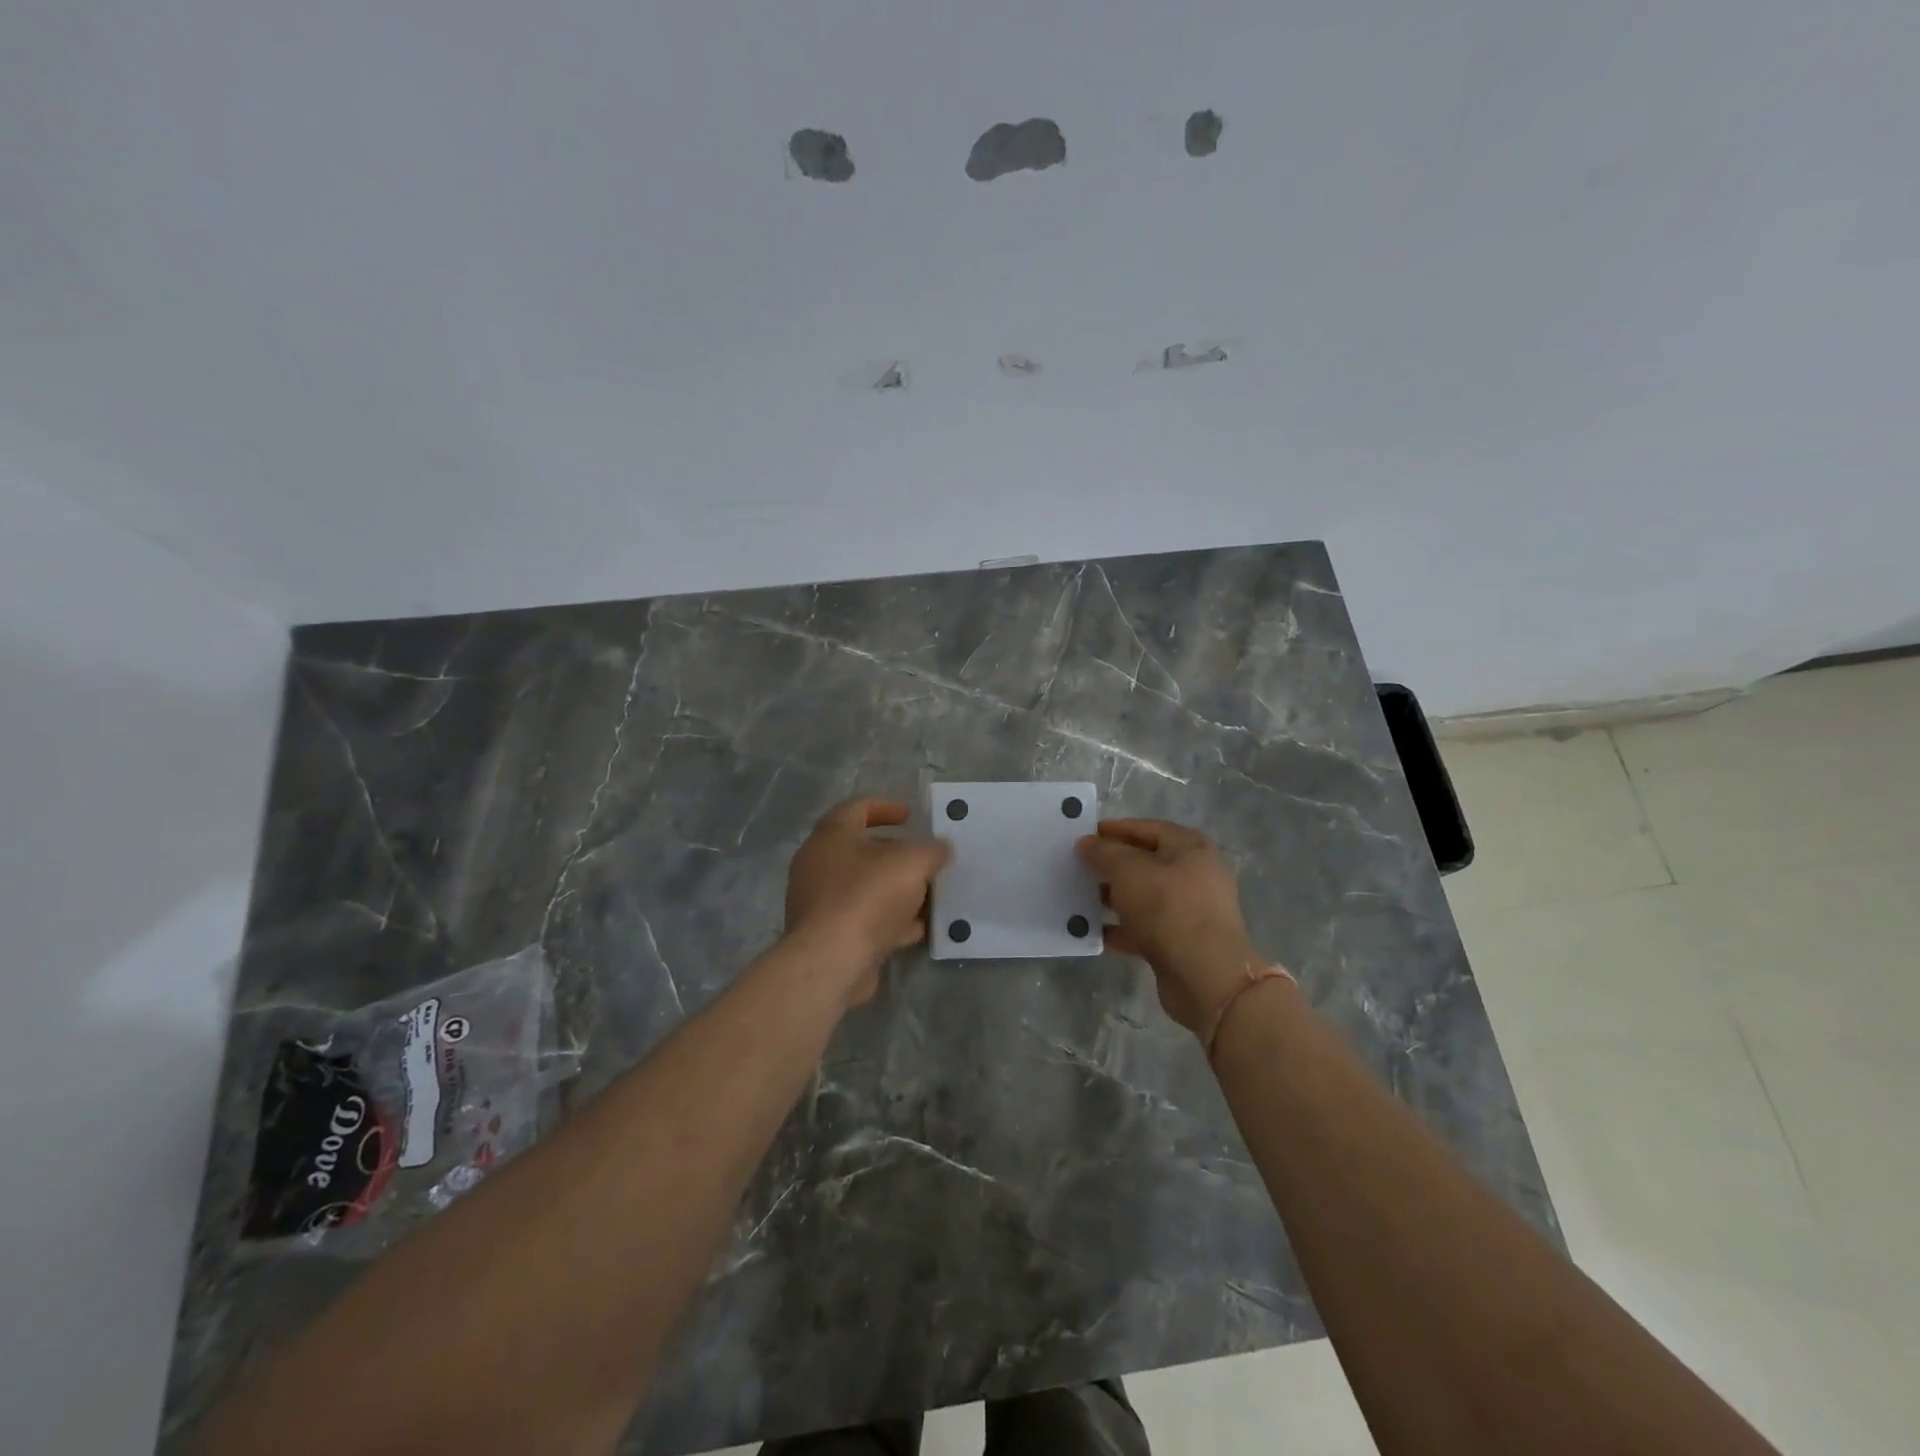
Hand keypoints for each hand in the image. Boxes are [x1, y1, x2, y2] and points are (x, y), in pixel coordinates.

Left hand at [785, 797, 951, 1005]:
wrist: (830, 961)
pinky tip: (916, 929)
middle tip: (924, 858)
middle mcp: (819, 863)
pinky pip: (863, 918)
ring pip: (864, 886)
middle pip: (861, 849)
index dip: (886, 807)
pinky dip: (889, 919)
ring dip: (895, 889)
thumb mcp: (912, 863)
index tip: (910, 816)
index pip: (857, 807)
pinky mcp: (827, 934)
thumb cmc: (868, 896)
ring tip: (928, 895)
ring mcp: (820, 901)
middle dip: (896, 853)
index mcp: (832, 835)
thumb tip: (942, 848)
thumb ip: (932, 850)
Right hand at [1077, 819, 1270, 1041]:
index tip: (1084, 835)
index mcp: (1191, 847)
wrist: (1205, 976)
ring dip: (1113, 897)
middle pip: (1146, 862)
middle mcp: (1195, 874)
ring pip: (1144, 897)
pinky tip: (1092, 930)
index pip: (1147, 828)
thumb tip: (1087, 843)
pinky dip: (1120, 927)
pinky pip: (1144, 928)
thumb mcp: (1129, 871)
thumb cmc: (1168, 908)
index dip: (1115, 829)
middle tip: (1078, 867)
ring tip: (1080, 897)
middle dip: (1111, 865)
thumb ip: (1104, 852)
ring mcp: (1191, 911)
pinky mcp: (1182, 942)